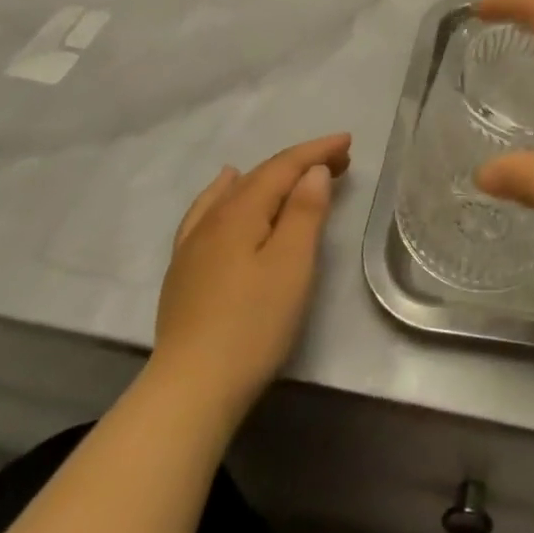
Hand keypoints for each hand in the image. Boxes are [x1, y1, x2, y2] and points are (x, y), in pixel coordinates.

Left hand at [152, 133, 351, 412]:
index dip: (317, 151)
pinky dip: (226, 192)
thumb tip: (312, 171)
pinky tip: (225, 189)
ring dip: (270, 178)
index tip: (349, 142)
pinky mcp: (184, 270)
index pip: (283, 166)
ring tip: (292, 169)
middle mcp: (213, 218)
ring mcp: (192, 245)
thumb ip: (304, 212)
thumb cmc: (253, 324)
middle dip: (300, 163)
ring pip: (235, 192)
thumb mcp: (292, 264)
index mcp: (240, 211)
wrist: (190, 391)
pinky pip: (208, 211)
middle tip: (339, 161)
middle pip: (261, 176)